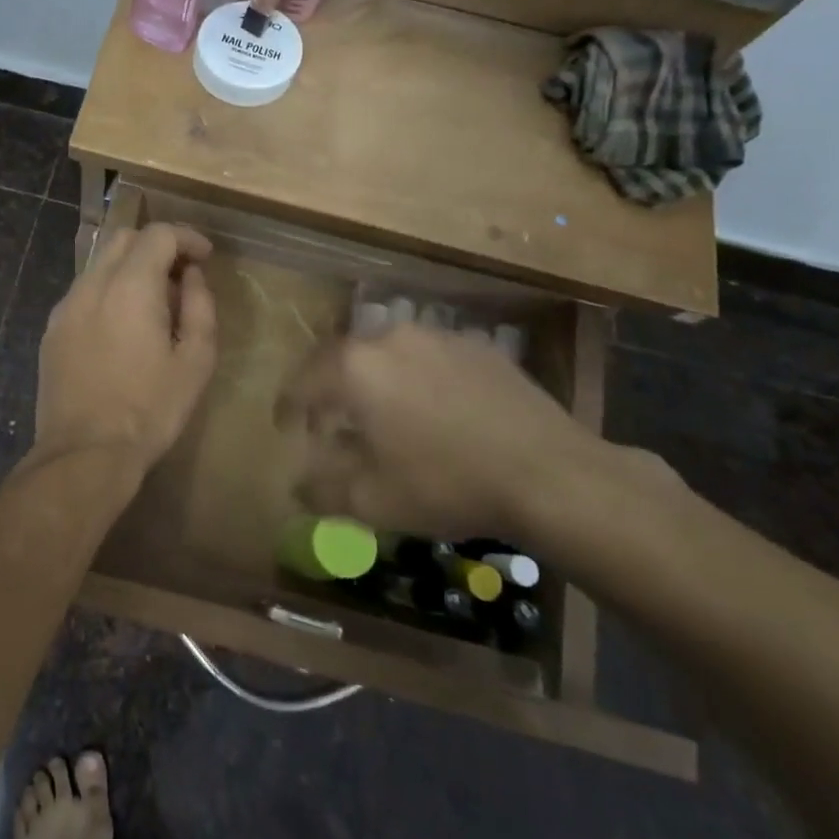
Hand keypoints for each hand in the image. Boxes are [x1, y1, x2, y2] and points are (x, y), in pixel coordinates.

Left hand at [33, 223, 217, 471]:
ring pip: (99, 264)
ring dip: (131, 268)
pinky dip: (108, 290)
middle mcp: (91, 285)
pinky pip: (83, 292)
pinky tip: (122, 325)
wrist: (85, 453)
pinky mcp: (51, 330)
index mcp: (130, 287)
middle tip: (182, 275)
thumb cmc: (150, 409)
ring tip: (154, 303)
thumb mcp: (196, 361)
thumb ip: (200, 307)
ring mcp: (65, 307)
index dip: (187, 238)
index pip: (158, 235)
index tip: (205, 257)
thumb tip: (192, 276)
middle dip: (157, 246)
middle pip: (124, 239)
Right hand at [276, 323, 609, 540]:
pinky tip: (432, 410)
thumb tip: (296, 487)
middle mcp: (390, 338)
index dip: (288, 406)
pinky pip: (428, 357)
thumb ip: (322, 491)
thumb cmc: (447, 485)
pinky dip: (415, 378)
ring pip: (386, 354)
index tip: (286, 427)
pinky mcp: (477, 345)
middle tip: (330, 422)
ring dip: (373, 380)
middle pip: (342, 360)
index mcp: (355, 368)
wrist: (552, 474)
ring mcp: (437, 336)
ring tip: (382, 415)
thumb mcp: (373, 501)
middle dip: (328, 390)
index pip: (303, 381)